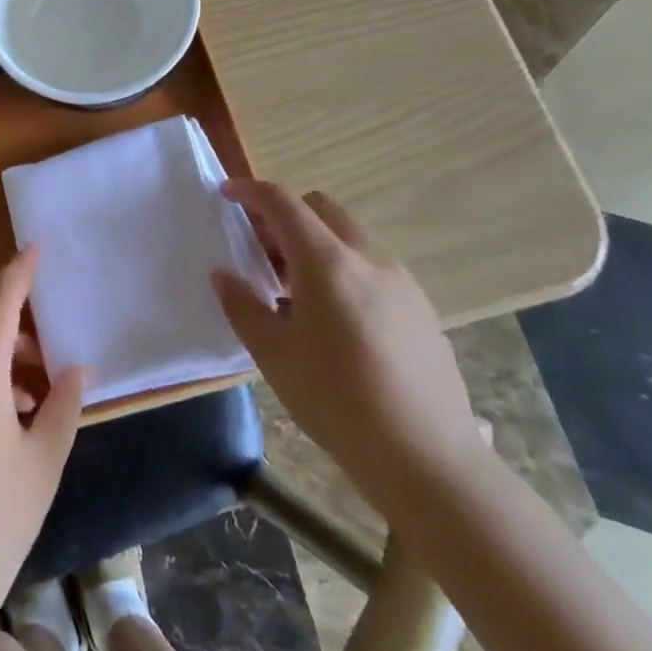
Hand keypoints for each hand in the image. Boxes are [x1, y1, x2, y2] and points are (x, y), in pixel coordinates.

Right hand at [211, 181, 484, 513]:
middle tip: (261, 251)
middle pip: (322, 209)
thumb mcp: (274, 355)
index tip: (227, 194)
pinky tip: (335, 321)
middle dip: (286, 216)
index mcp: (328, 262)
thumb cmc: (337, 401)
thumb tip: (223, 275)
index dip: (250, 191)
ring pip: (350, 237)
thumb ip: (242, 306)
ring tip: (294, 292)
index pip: (283, 203)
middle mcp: (368, 258)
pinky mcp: (422, 308)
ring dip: (316, 244)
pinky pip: (372, 267)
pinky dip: (344, 269)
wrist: (428, 459)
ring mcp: (402, 282)